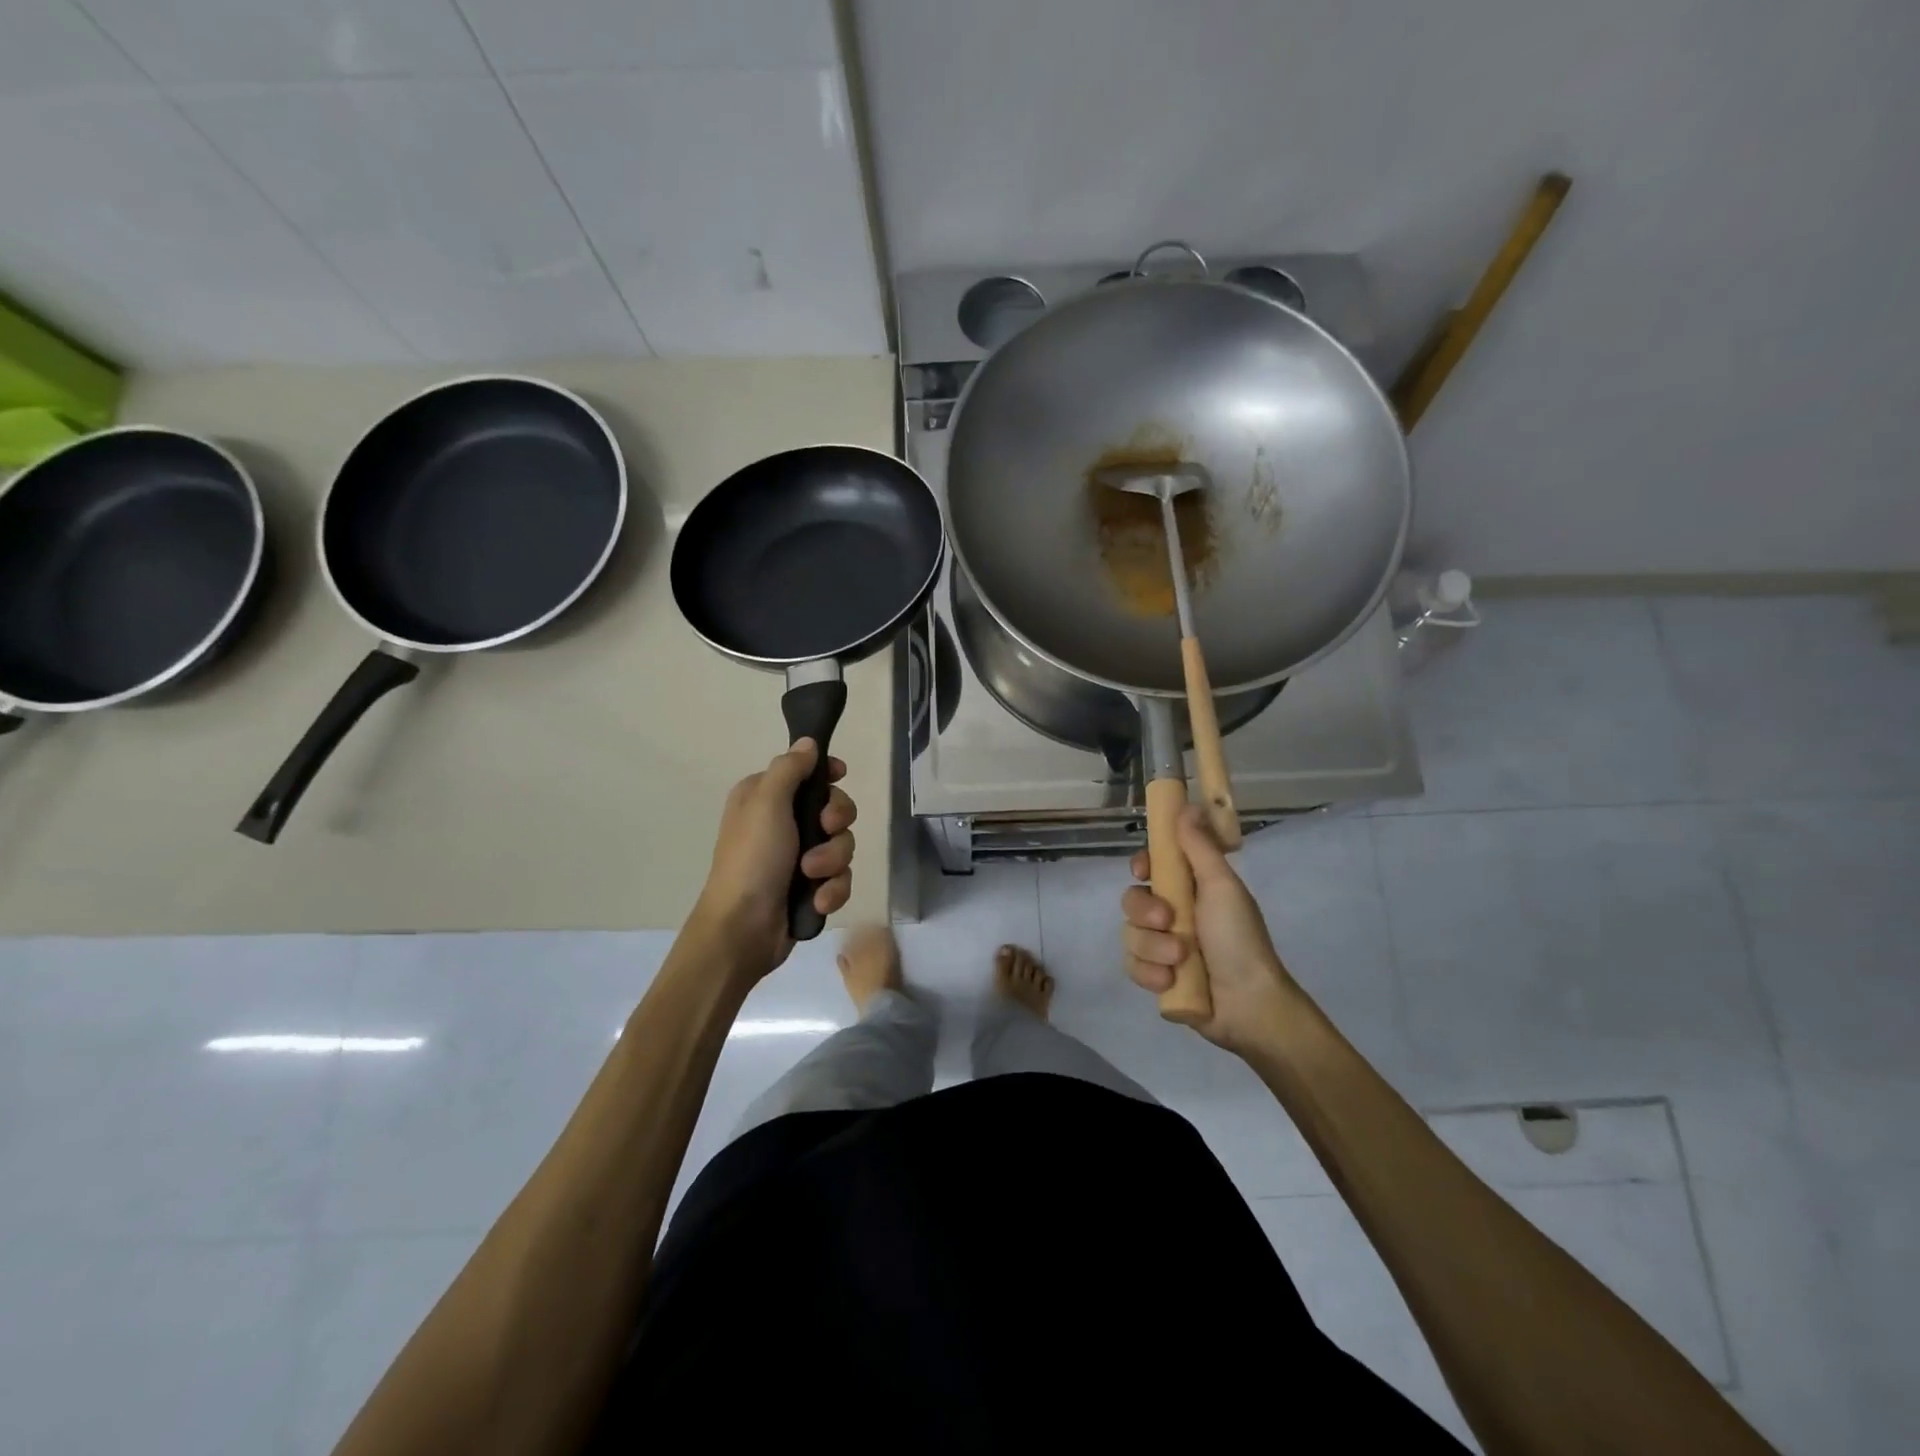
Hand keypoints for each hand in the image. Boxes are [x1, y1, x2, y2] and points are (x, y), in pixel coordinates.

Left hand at [692, 739, 855, 979]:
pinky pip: (840, 878)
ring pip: (842, 845)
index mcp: (765, 797)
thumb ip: (790, 768)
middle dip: (836, 822)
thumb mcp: (766, 803)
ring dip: (832, 861)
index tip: (840, 776)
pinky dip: (832, 889)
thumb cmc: (752, 859)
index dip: (828, 775)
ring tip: (812, 877)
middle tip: (824, 831)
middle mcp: (782, 823)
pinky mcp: (810, 888)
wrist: (742, 929)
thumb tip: (808, 742)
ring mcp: (798, 857)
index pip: (807, 772)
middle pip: (834, 808)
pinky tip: (817, 901)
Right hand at [1121, 806, 1297, 1053]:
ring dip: (1153, 948)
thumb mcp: (1221, 886)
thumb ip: (1199, 846)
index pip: (1150, 867)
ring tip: (1180, 961)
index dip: (1141, 866)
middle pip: (1131, 900)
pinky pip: (1132, 966)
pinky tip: (1170, 981)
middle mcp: (1172, 915)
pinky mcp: (1156, 977)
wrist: (1249, 1004)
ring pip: (1130, 935)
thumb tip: (1188, 805)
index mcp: (1190, 889)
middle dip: (1145, 912)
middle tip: (1168, 921)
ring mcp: (1162, 947)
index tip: (1144, 871)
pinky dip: (1149, 974)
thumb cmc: (1239, 939)